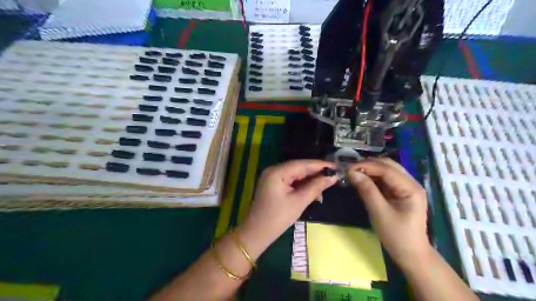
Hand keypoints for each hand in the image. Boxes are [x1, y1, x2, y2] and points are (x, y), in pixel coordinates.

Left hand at [237, 160, 333, 253]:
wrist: (256, 234)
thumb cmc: (277, 218)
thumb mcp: (299, 202)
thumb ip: (315, 187)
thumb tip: (332, 177)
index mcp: (277, 172)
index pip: (302, 164)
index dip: (320, 165)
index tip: (336, 166)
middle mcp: (273, 170)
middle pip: (299, 167)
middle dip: (316, 172)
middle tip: (334, 175)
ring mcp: (272, 177)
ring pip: (296, 174)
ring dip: (310, 180)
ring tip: (326, 185)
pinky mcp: (273, 185)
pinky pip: (291, 181)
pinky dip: (302, 185)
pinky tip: (313, 190)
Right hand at [348, 157, 429, 270]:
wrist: (410, 254)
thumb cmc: (397, 235)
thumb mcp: (379, 213)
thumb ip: (367, 190)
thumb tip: (352, 173)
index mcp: (411, 188)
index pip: (387, 169)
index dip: (367, 166)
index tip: (348, 168)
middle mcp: (410, 183)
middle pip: (388, 165)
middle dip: (368, 165)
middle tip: (350, 169)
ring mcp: (406, 187)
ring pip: (386, 170)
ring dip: (370, 169)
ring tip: (354, 173)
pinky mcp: (399, 192)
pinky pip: (385, 179)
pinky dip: (372, 177)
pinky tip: (362, 179)